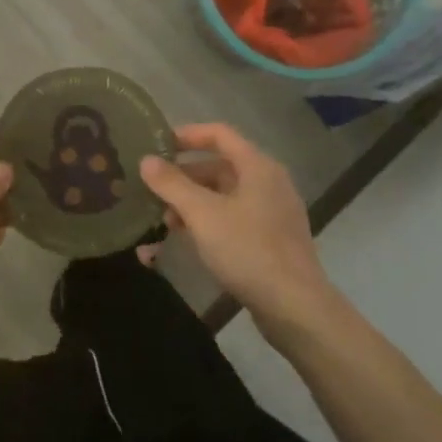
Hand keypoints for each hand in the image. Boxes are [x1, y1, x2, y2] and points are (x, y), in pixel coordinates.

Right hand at [139, 123, 335, 330]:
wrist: (295, 307)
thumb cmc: (248, 250)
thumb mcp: (202, 214)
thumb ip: (172, 184)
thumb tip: (147, 160)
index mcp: (257, 167)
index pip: (219, 134)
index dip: (187, 135)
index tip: (157, 145)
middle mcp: (268, 183)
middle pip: (218, 167)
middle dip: (183, 179)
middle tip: (152, 192)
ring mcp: (271, 213)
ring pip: (222, 197)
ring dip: (191, 205)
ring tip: (164, 224)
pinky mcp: (270, 240)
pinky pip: (231, 220)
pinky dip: (207, 224)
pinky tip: (184, 242)